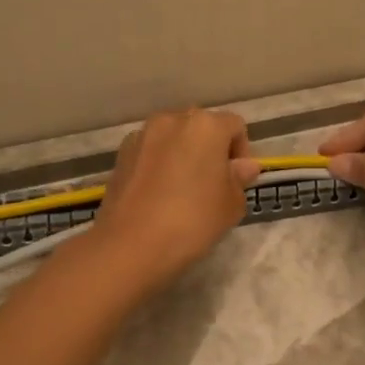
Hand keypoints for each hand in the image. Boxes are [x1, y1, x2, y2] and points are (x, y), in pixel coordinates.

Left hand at [91, 108, 259, 291]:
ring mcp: (142, 135)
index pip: (235, 126)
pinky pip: (150, 152)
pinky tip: (158, 195)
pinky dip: (159, 164)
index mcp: (206, 125)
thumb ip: (240, 179)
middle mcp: (172, 120)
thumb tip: (243, 166)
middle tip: (213, 185)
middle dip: (211, 150)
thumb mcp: (231, 204)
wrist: (131, 245)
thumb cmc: (193, 220)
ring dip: (183, 155)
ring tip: (183, 190)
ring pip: (173, 138)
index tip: (236, 182)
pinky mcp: (121, 154)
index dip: (241, 152)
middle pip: (201, 127)